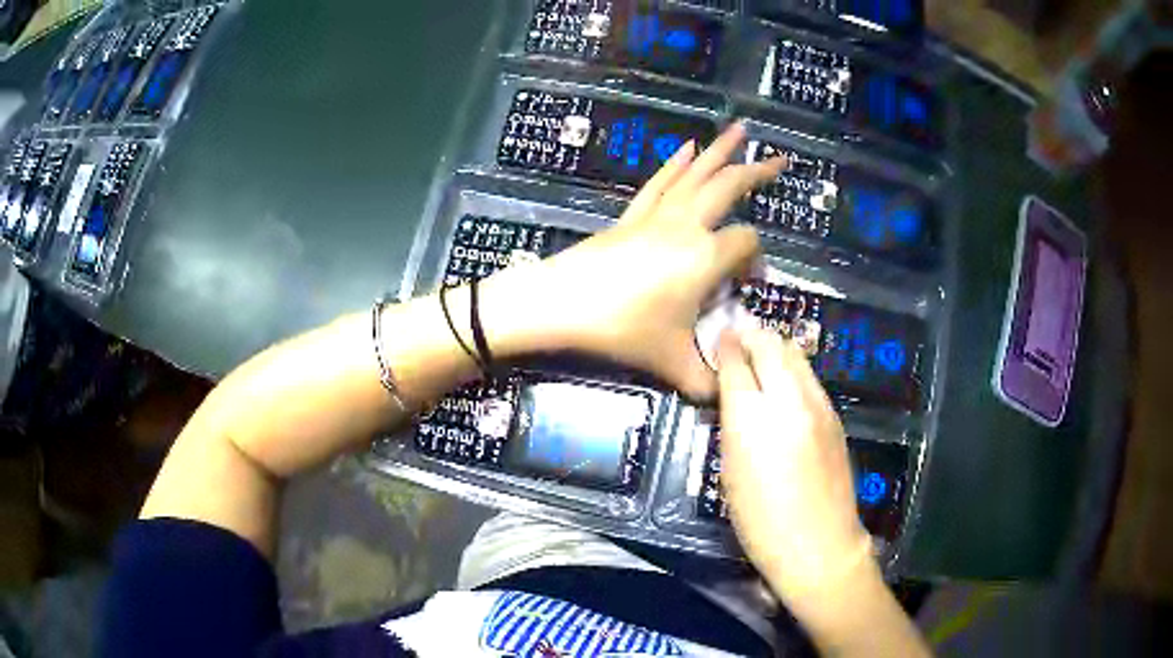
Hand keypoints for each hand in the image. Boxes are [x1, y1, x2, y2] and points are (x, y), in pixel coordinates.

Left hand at [534, 123, 785, 399]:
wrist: (561, 303)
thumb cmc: (622, 329)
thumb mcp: (673, 363)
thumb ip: (708, 381)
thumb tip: (726, 394)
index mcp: (705, 256)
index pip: (747, 243)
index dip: (757, 261)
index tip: (750, 284)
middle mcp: (687, 225)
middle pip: (729, 187)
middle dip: (757, 172)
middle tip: (781, 161)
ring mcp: (657, 216)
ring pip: (695, 174)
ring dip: (720, 152)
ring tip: (739, 130)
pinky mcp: (632, 217)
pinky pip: (660, 183)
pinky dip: (676, 164)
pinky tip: (687, 148)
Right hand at [716, 327, 872, 604]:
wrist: (819, 542)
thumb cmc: (761, 520)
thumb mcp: (731, 473)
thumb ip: (732, 424)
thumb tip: (731, 393)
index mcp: (753, 419)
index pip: (736, 363)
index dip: (724, 346)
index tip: (716, 337)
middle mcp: (789, 400)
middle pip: (770, 346)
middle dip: (751, 335)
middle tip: (736, 334)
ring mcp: (818, 405)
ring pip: (795, 355)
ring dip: (775, 346)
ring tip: (759, 349)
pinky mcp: (834, 415)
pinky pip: (810, 376)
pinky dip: (793, 366)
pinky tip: (785, 379)